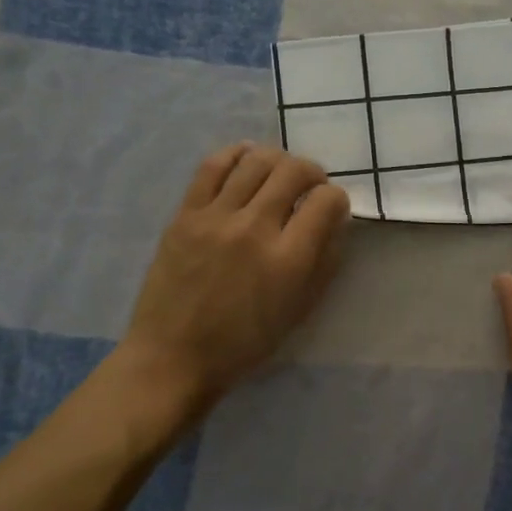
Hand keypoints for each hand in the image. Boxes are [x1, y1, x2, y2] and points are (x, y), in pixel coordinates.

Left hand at [121, 143, 349, 412]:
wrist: (174, 356)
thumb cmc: (244, 343)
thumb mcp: (299, 310)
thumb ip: (324, 262)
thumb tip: (335, 221)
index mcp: (288, 260)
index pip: (326, 201)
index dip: (337, 199)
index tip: (332, 209)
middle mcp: (255, 229)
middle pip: (294, 170)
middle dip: (313, 173)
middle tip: (310, 188)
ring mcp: (216, 218)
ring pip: (256, 160)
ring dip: (278, 160)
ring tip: (279, 174)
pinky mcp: (185, 215)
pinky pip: (212, 166)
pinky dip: (236, 154)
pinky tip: (246, 158)